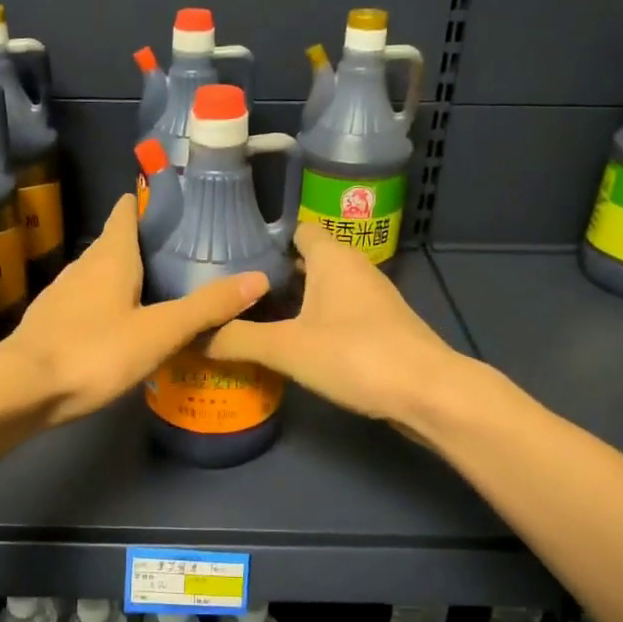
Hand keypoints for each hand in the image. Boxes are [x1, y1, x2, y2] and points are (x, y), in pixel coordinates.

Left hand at [0, 194, 268, 426]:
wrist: (21, 390)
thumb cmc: (94, 351)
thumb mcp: (160, 331)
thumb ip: (206, 307)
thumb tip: (259, 278)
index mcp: (111, 255)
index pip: (127, 211)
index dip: (149, 202)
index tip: (178, 205)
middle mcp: (84, 265)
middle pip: (116, 241)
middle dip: (146, 242)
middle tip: (185, 253)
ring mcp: (62, 292)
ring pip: (100, 272)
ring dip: (127, 274)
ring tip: (160, 287)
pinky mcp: (50, 320)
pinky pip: (87, 300)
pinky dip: (109, 302)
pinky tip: (123, 324)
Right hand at [206, 223, 460, 425]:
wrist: (428, 393)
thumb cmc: (356, 355)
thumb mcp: (287, 348)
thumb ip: (238, 339)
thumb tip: (193, 336)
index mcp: (332, 257)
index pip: (295, 229)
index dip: (264, 238)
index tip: (229, 254)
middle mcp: (354, 268)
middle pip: (306, 260)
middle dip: (271, 273)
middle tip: (230, 292)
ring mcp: (371, 298)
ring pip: (322, 288)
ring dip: (292, 300)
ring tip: (251, 316)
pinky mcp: (380, 327)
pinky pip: (336, 312)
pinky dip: (313, 321)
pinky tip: (290, 343)